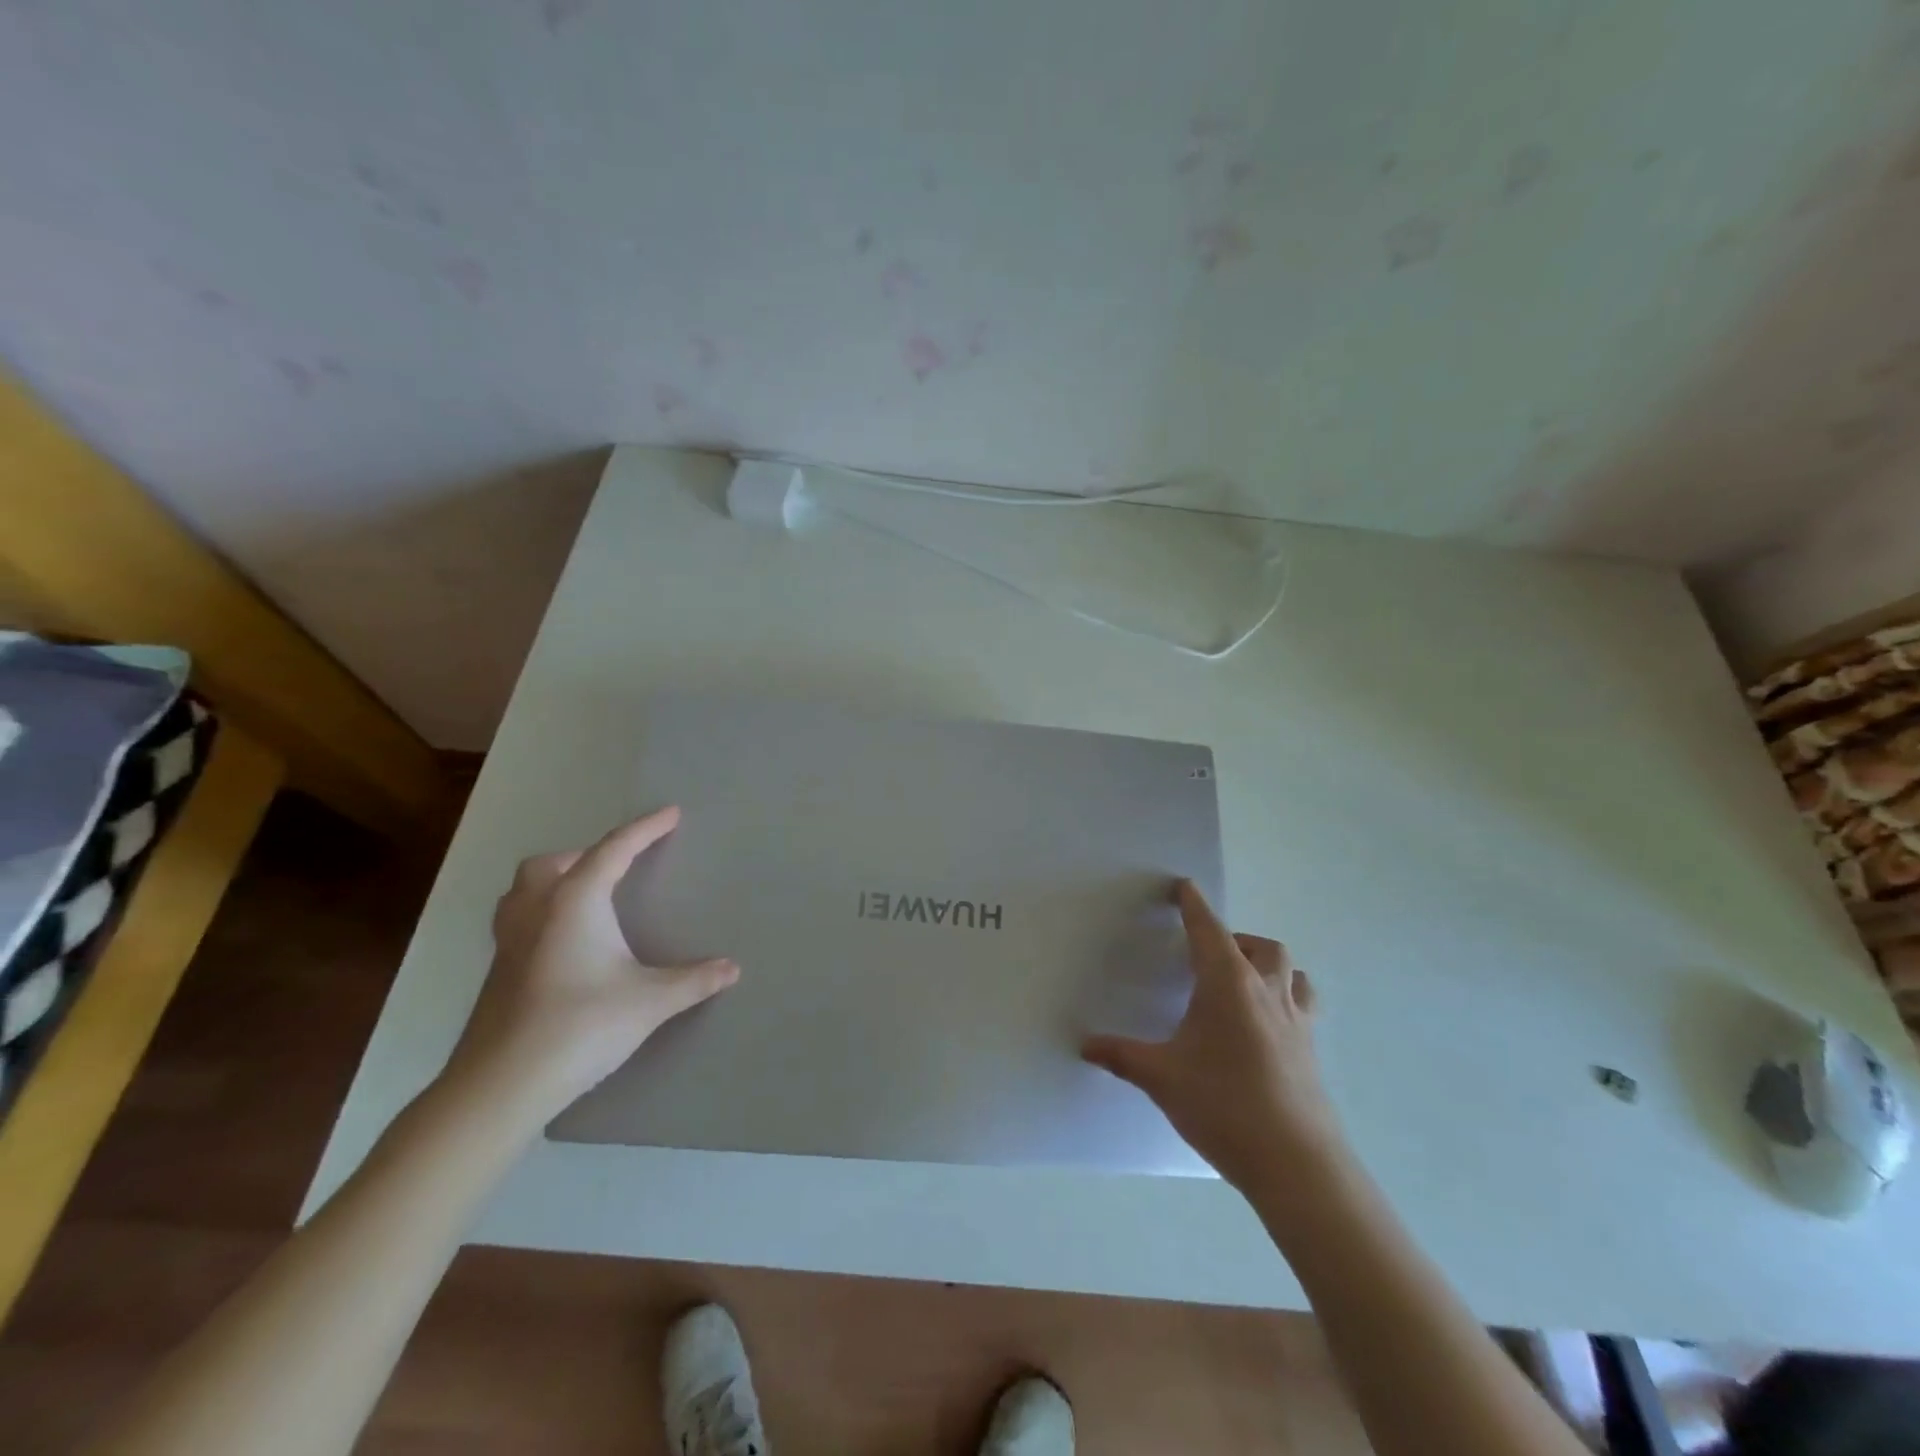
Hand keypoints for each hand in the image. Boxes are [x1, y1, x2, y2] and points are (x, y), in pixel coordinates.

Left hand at [442, 806, 738, 1127]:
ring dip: (555, 878)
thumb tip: (732, 968)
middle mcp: (537, 910)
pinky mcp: (497, 970)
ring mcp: (509, 940)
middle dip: (589, 854)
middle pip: (555, 862)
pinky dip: (541, 910)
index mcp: (575, 902)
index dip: (645, 829)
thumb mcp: (649, 1002)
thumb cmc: (580, 1027)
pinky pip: (518, 917)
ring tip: (586, 894)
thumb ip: (693, 980)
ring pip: (525, 888)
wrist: (500, 1085)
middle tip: (620, 865)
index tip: (670, 813)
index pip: (615, 850)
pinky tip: (563, 941)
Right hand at [1082, 880, 1339, 1190]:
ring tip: (1242, 982)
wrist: (1297, 1164)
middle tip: (1207, 956)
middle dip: (1234, 939)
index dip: (1193, 904)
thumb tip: (1084, 1044)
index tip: (1182, 885)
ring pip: (1289, 970)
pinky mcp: (1311, 1048)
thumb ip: (1122, 1056)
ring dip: (1266, 964)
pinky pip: (1303, 1003)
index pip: (1208, 929)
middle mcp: (1266, 990)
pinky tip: (1268, 1023)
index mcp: (1228, 983)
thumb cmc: (1224, 1106)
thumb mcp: (1162, 1077)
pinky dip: (1286, 995)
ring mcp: (1296, 1019)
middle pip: (1259, 945)